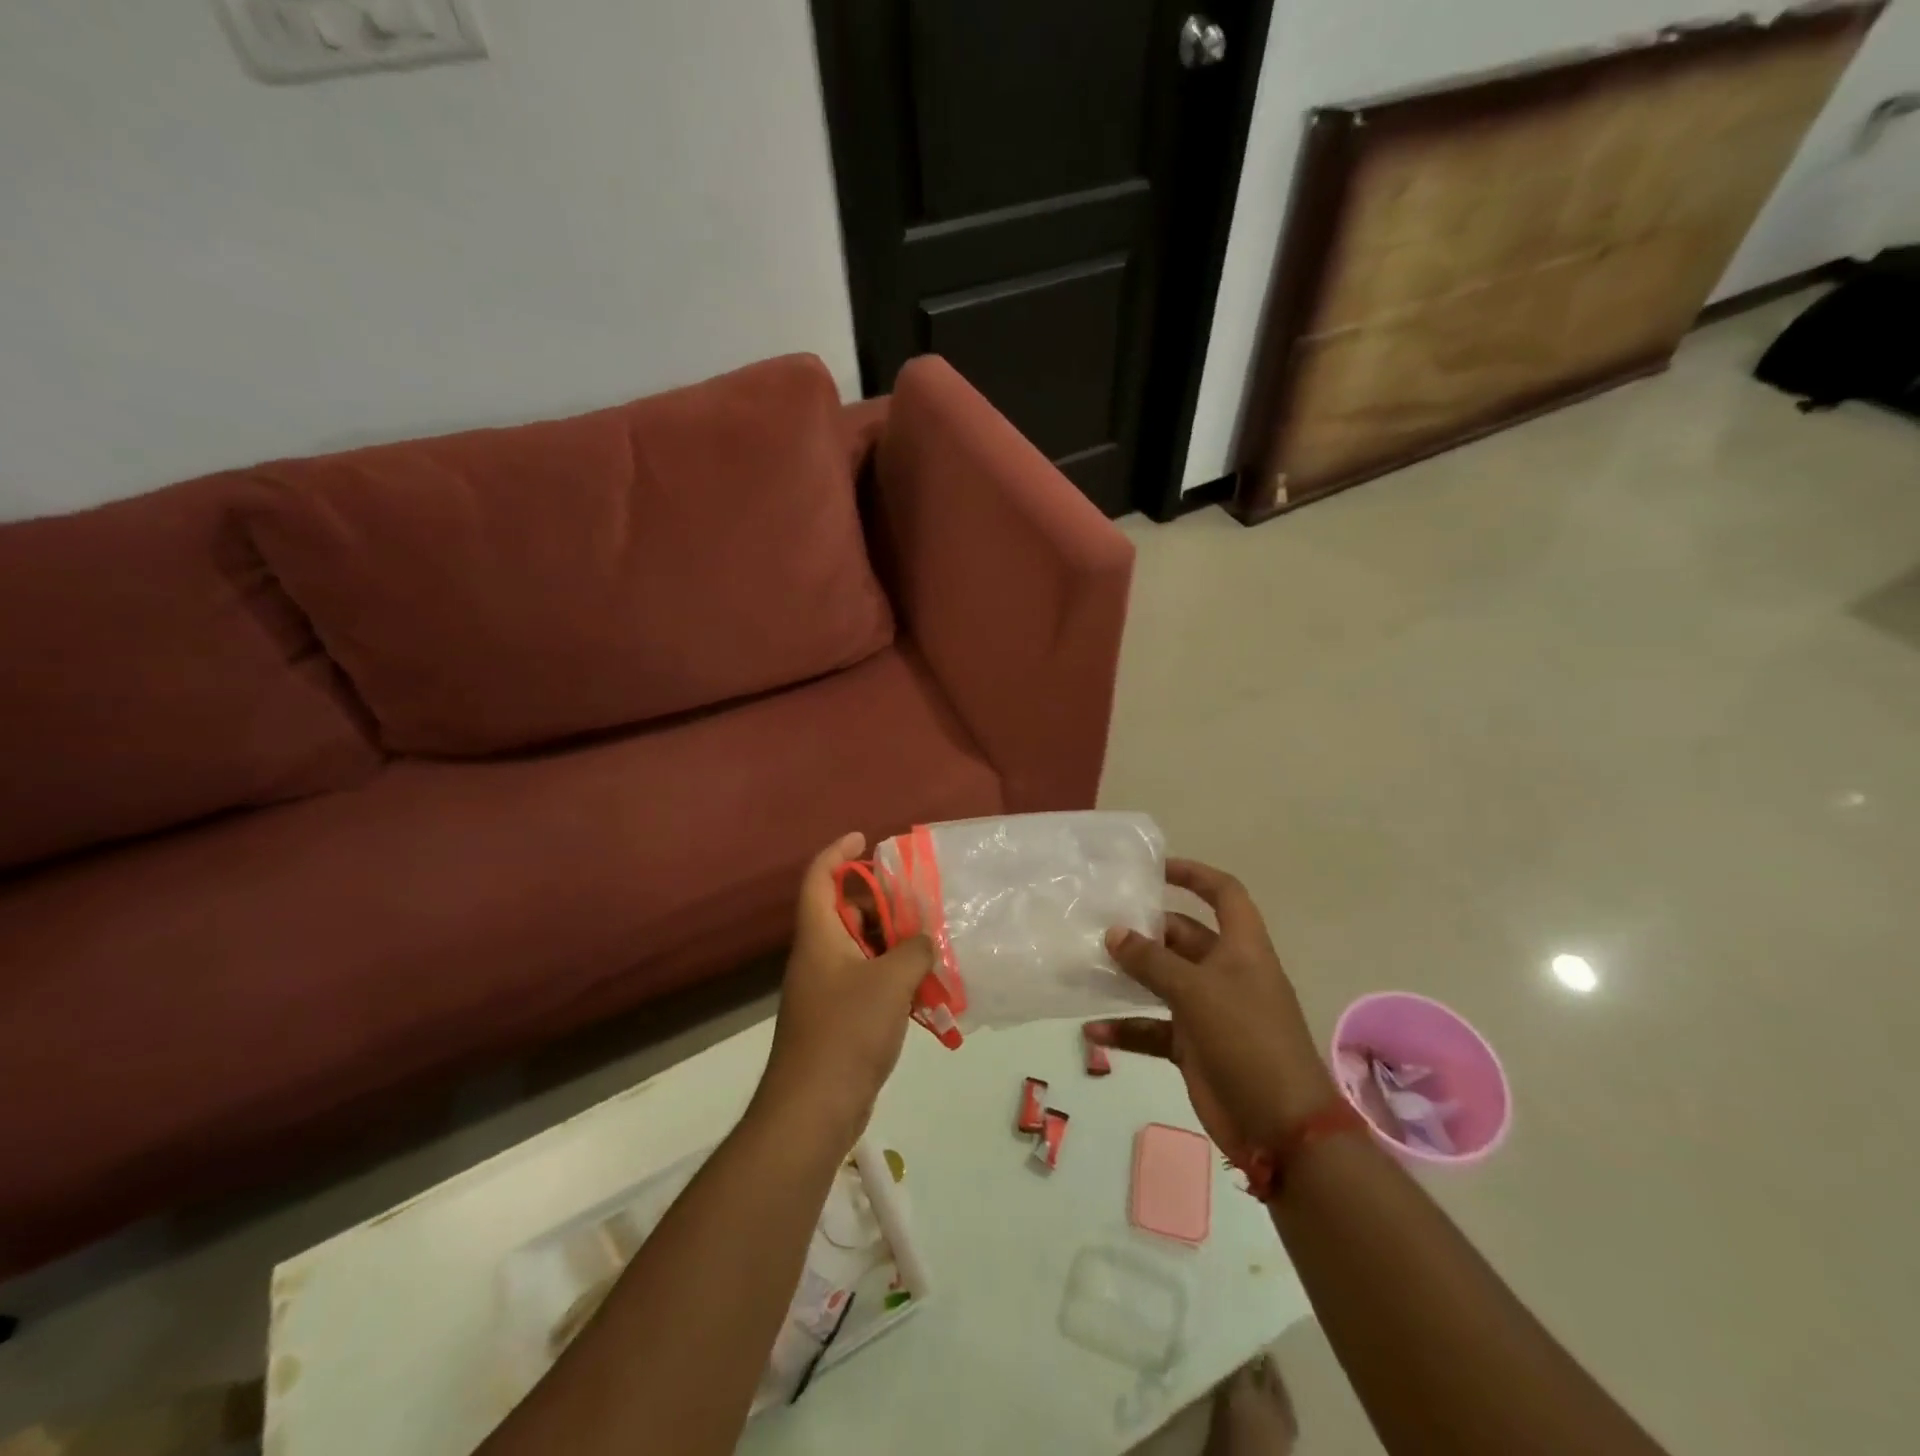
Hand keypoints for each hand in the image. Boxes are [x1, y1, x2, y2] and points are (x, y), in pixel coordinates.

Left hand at [753, 833, 932, 1146]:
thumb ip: (914, 950)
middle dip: (880, 902)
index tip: (864, 838)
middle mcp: (818, 957)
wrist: (814, 1109)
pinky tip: (924, 988)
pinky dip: (892, 977)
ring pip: (860, 949)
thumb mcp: (890, 982)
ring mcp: (826, 990)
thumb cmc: (847, 1033)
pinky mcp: (838, 1019)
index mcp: (819, 938)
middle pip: (844, 913)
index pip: (818, 879)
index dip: (837, 853)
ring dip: (892, 943)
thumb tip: (925, 939)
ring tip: (931, 943)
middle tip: (919, 902)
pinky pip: (866, 981)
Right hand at [1086, 860, 1338, 1164]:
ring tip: (1087, 965)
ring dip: (1129, 977)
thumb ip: (1152, 961)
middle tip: (1100, 922)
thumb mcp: (1197, 992)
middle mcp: (1225, 973)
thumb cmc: (1247, 1040)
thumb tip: (1114, 933)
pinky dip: (1126, 1028)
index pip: (1223, 894)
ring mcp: (1209, 1011)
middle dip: (1145, 930)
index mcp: (1241, 949)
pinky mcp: (1193, 1047)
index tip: (1154, 869)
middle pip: (1182, 937)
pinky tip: (1092, 1032)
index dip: (1194, 875)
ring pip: (1162, 982)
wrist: (1281, 1128)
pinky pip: (1153, 1029)